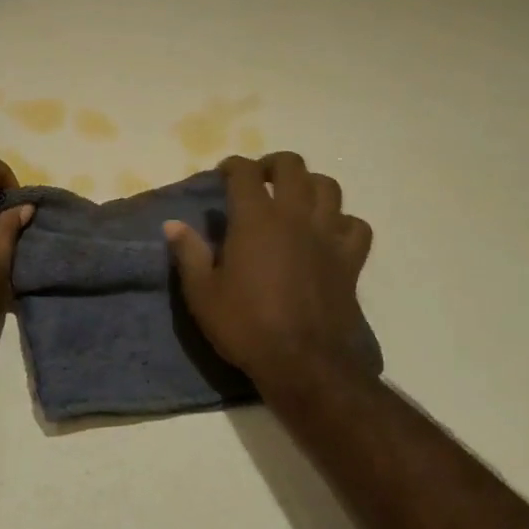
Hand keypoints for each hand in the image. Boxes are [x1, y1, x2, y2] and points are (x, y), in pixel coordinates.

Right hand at [165, 153, 376, 391]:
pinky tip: (329, 233)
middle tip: (260, 179)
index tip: (223, 174)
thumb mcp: (202, 294)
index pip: (244, 173)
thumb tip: (172, 224)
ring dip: (310, 185)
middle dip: (273, 164)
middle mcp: (294, 217)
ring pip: (329, 187)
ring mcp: (327, 236)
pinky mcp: (350, 260)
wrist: (304, 364)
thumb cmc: (246, 326)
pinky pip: (355, 226)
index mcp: (255, 219)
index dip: (232, 165)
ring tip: (296, 198)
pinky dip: (343, 222)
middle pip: (292, 166)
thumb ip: (189, 253)